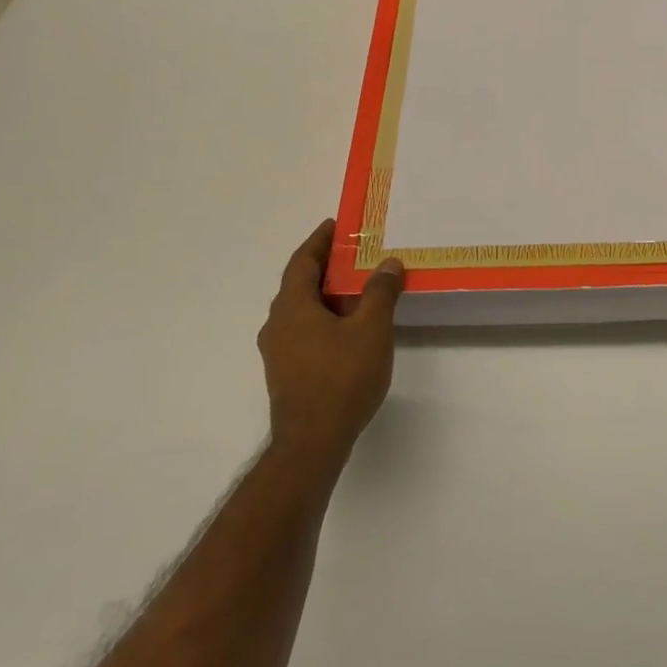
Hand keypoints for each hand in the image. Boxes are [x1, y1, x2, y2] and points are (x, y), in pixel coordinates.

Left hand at [258, 220, 404, 461]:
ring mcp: (279, 350)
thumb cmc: (342, 378)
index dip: (319, 241)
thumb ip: (379, 293)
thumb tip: (388, 263)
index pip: (302, 262)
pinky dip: (326, 317)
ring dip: (328, 294)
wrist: (313, 441)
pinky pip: (306, 330)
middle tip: (356, 253)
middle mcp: (278, 324)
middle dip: (327, 266)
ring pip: (303, 310)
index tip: (335, 225)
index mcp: (292, 307)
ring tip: (359, 287)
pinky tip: (350, 327)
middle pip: (300, 284)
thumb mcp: (371, 329)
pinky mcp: (288, 371)